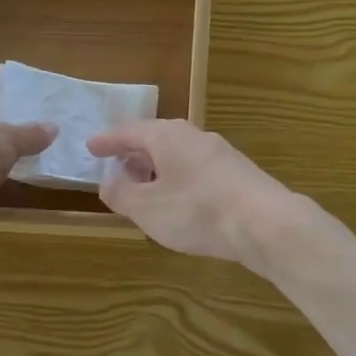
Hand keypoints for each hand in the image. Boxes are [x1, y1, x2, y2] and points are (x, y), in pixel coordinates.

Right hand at [87, 120, 305, 265]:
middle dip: (134, 154)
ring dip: (157, 169)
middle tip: (116, 168)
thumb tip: (108, 182)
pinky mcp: (238, 174)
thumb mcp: (147, 207)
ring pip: (178, 155)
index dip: (107, 141)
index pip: (129, 131)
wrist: (265, 223)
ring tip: (144, 189)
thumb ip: (121, 194)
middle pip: (156, 139)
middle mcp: (194, 136)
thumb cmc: (197, 211)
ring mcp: (220, 154)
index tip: (90, 147)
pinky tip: (178, 203)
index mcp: (167, 136)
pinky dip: (178, 180)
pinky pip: (196, 170)